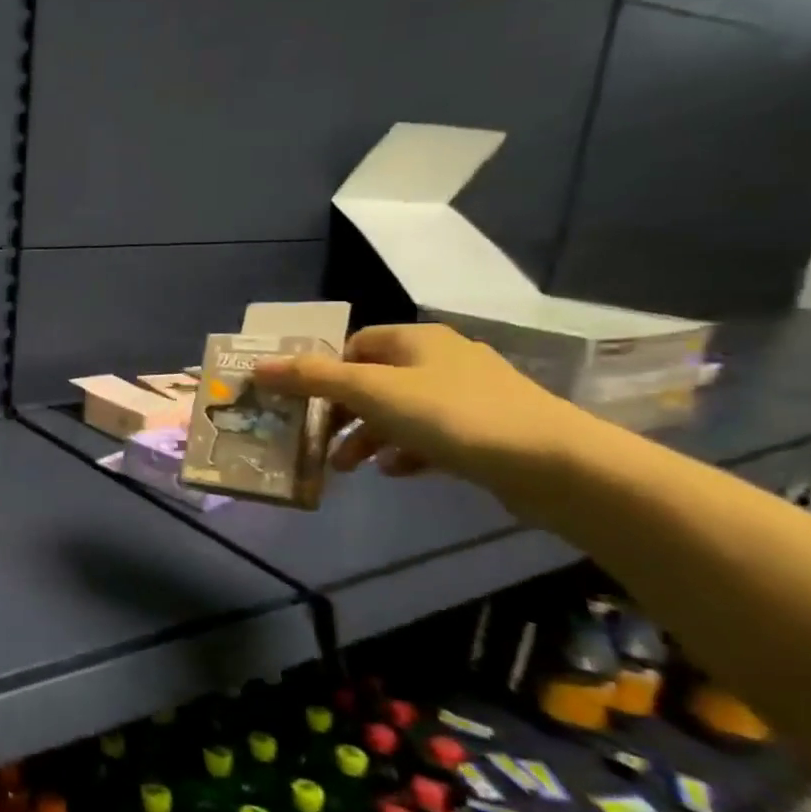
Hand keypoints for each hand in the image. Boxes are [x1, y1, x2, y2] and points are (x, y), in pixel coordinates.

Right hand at [251, 324, 590, 496]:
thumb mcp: (370, 392)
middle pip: (373, 380)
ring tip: (349, 468)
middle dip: (341, 413)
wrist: (553, 463)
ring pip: (399, 411)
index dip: (323, 371)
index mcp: (415, 340)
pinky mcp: (486, 430)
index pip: (354, 344)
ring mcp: (468, 394)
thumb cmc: (451, 415)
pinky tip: (395, 472)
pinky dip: (405, 450)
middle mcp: (441, 358)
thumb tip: (257, 366)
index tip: (302, 403)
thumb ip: (312, 378)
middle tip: (317, 441)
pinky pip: (430, 435)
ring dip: (367, 437)